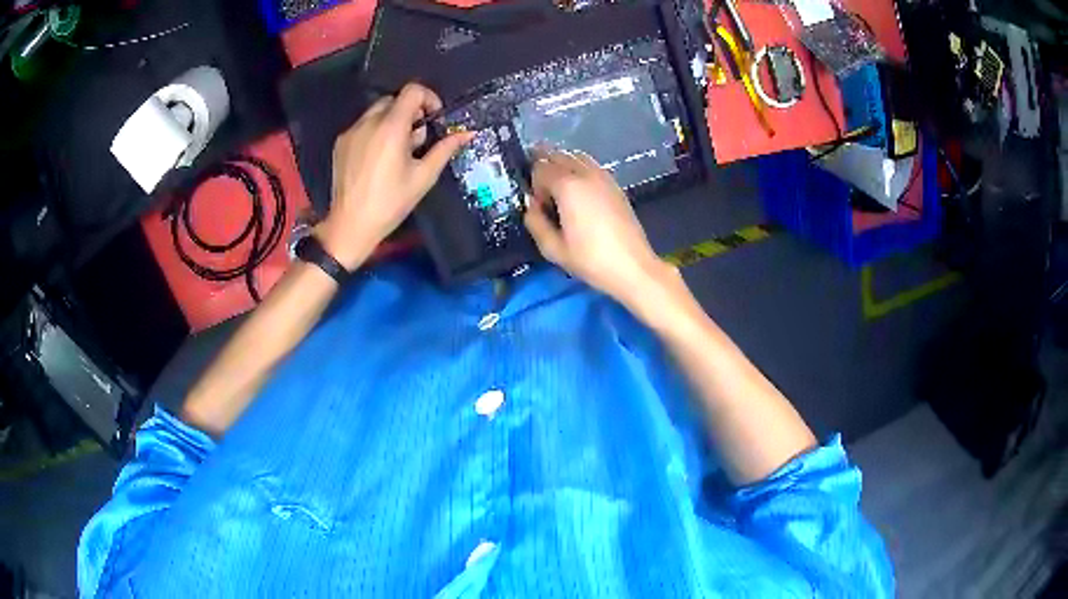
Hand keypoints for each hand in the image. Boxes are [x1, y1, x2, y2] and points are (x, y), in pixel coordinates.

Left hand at [317, 83, 473, 268]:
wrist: (351, 225)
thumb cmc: (391, 203)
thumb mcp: (423, 177)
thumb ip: (445, 149)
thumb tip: (467, 133)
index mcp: (391, 127)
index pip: (412, 91)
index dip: (428, 98)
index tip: (433, 119)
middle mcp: (369, 123)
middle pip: (394, 100)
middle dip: (410, 113)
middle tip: (416, 140)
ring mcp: (351, 132)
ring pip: (377, 112)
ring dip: (392, 122)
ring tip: (396, 152)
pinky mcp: (341, 143)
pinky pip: (362, 126)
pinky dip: (375, 133)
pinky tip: (377, 160)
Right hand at [523, 150, 675, 308]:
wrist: (632, 267)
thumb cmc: (591, 260)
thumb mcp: (553, 249)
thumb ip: (535, 223)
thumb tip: (531, 207)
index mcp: (568, 186)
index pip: (540, 168)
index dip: (533, 185)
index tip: (538, 207)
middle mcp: (585, 174)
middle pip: (558, 155)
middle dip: (546, 168)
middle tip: (542, 190)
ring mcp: (604, 177)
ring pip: (576, 156)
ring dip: (563, 165)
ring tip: (558, 187)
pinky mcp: (615, 185)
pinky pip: (591, 165)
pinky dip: (579, 169)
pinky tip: (579, 191)